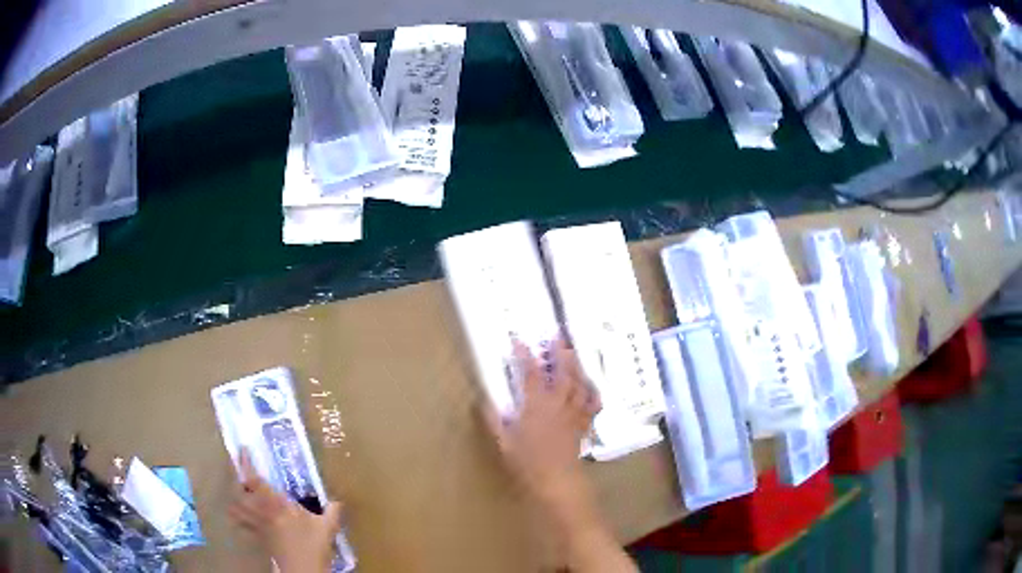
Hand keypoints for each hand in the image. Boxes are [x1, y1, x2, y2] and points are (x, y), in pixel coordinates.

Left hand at [229, 449, 340, 572]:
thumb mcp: (327, 528)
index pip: (254, 480)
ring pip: (236, 507)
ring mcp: (257, 526)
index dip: (245, 464)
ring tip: (237, 491)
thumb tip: (338, 501)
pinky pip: (242, 524)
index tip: (242, 449)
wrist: (303, 570)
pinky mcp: (258, 538)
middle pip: (239, 492)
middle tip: (239, 470)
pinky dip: (238, 517)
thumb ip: (331, 512)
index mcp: (276, 504)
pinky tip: (241, 515)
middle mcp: (261, 512)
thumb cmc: (313, 546)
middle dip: (236, 479)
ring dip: (234, 497)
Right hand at [483, 336, 600, 506]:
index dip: (525, 355)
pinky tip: (591, 386)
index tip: (519, 340)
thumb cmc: (527, 463)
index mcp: (536, 406)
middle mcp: (558, 404)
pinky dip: (592, 393)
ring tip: (574, 353)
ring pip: (580, 384)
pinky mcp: (583, 424)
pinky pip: (592, 404)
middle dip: (561, 352)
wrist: (557, 481)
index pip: (531, 374)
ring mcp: (573, 414)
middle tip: (558, 336)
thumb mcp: (504, 442)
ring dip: (577, 367)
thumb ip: (493, 419)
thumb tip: (484, 400)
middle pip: (563, 373)